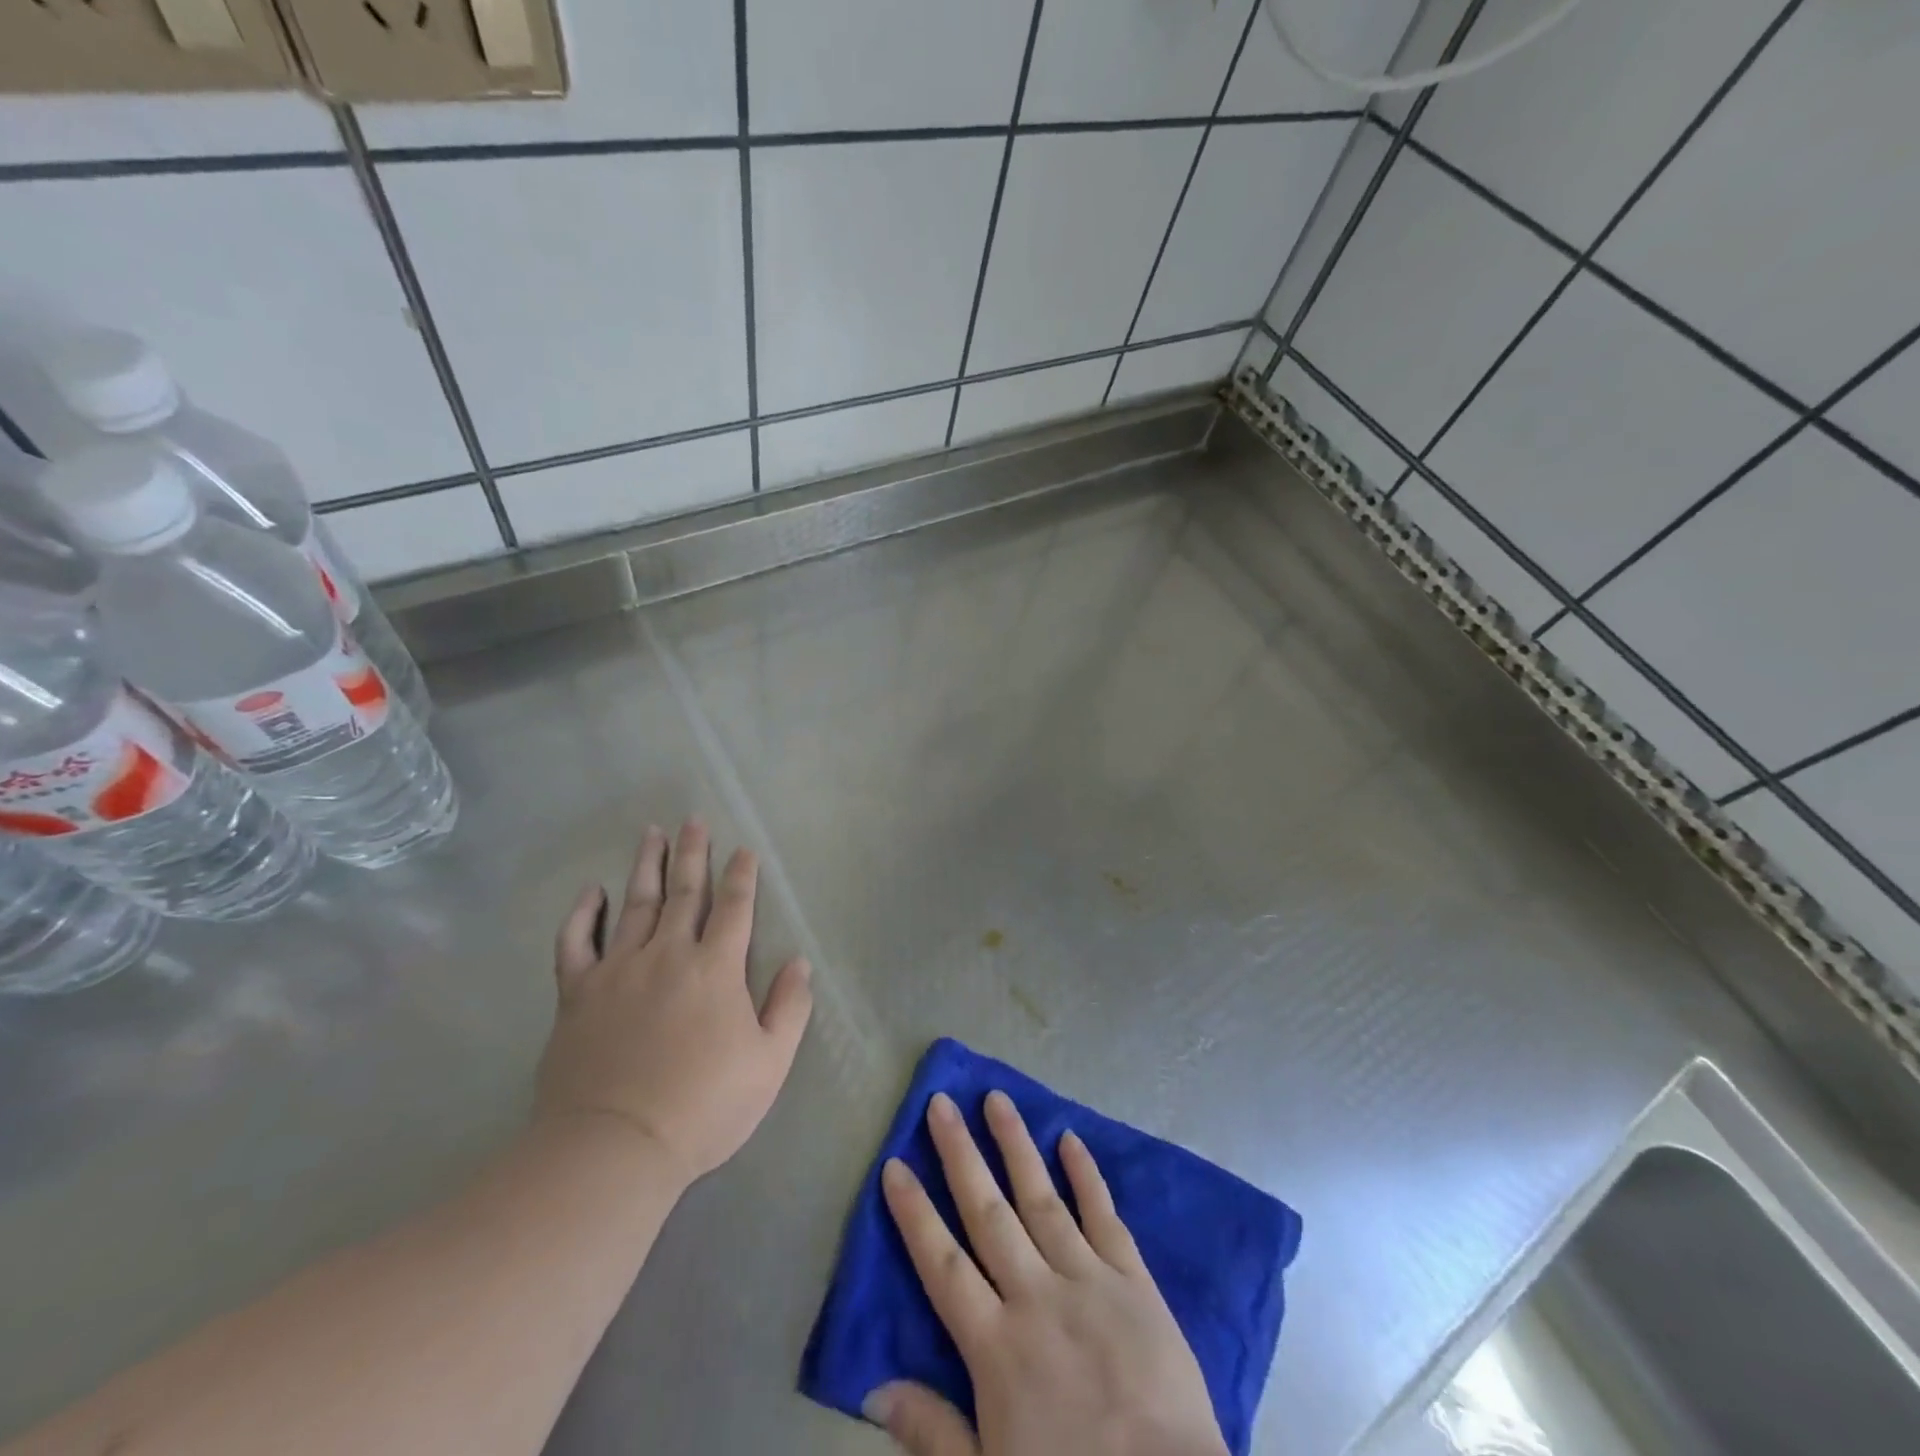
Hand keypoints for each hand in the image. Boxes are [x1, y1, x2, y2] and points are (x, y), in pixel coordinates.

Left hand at [534, 819, 812, 1186]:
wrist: (614, 1148)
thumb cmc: (703, 1107)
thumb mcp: (769, 1063)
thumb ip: (789, 1007)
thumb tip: (798, 962)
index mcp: (716, 968)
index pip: (734, 907)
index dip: (741, 876)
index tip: (743, 850)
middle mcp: (667, 954)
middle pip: (684, 892)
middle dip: (693, 854)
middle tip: (694, 820)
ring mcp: (618, 970)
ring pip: (635, 904)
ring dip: (646, 865)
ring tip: (652, 833)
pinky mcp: (577, 994)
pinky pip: (576, 942)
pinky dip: (583, 913)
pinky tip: (592, 891)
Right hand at [869, 1091, 1227, 1455]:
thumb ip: (933, 1432)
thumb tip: (873, 1388)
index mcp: (997, 1346)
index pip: (942, 1265)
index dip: (914, 1214)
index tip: (894, 1165)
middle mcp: (1036, 1296)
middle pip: (988, 1212)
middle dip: (960, 1154)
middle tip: (941, 1103)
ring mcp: (1087, 1279)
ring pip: (1041, 1198)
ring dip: (1016, 1145)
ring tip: (996, 1099)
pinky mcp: (1134, 1279)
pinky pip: (1104, 1216)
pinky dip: (1087, 1176)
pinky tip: (1070, 1139)